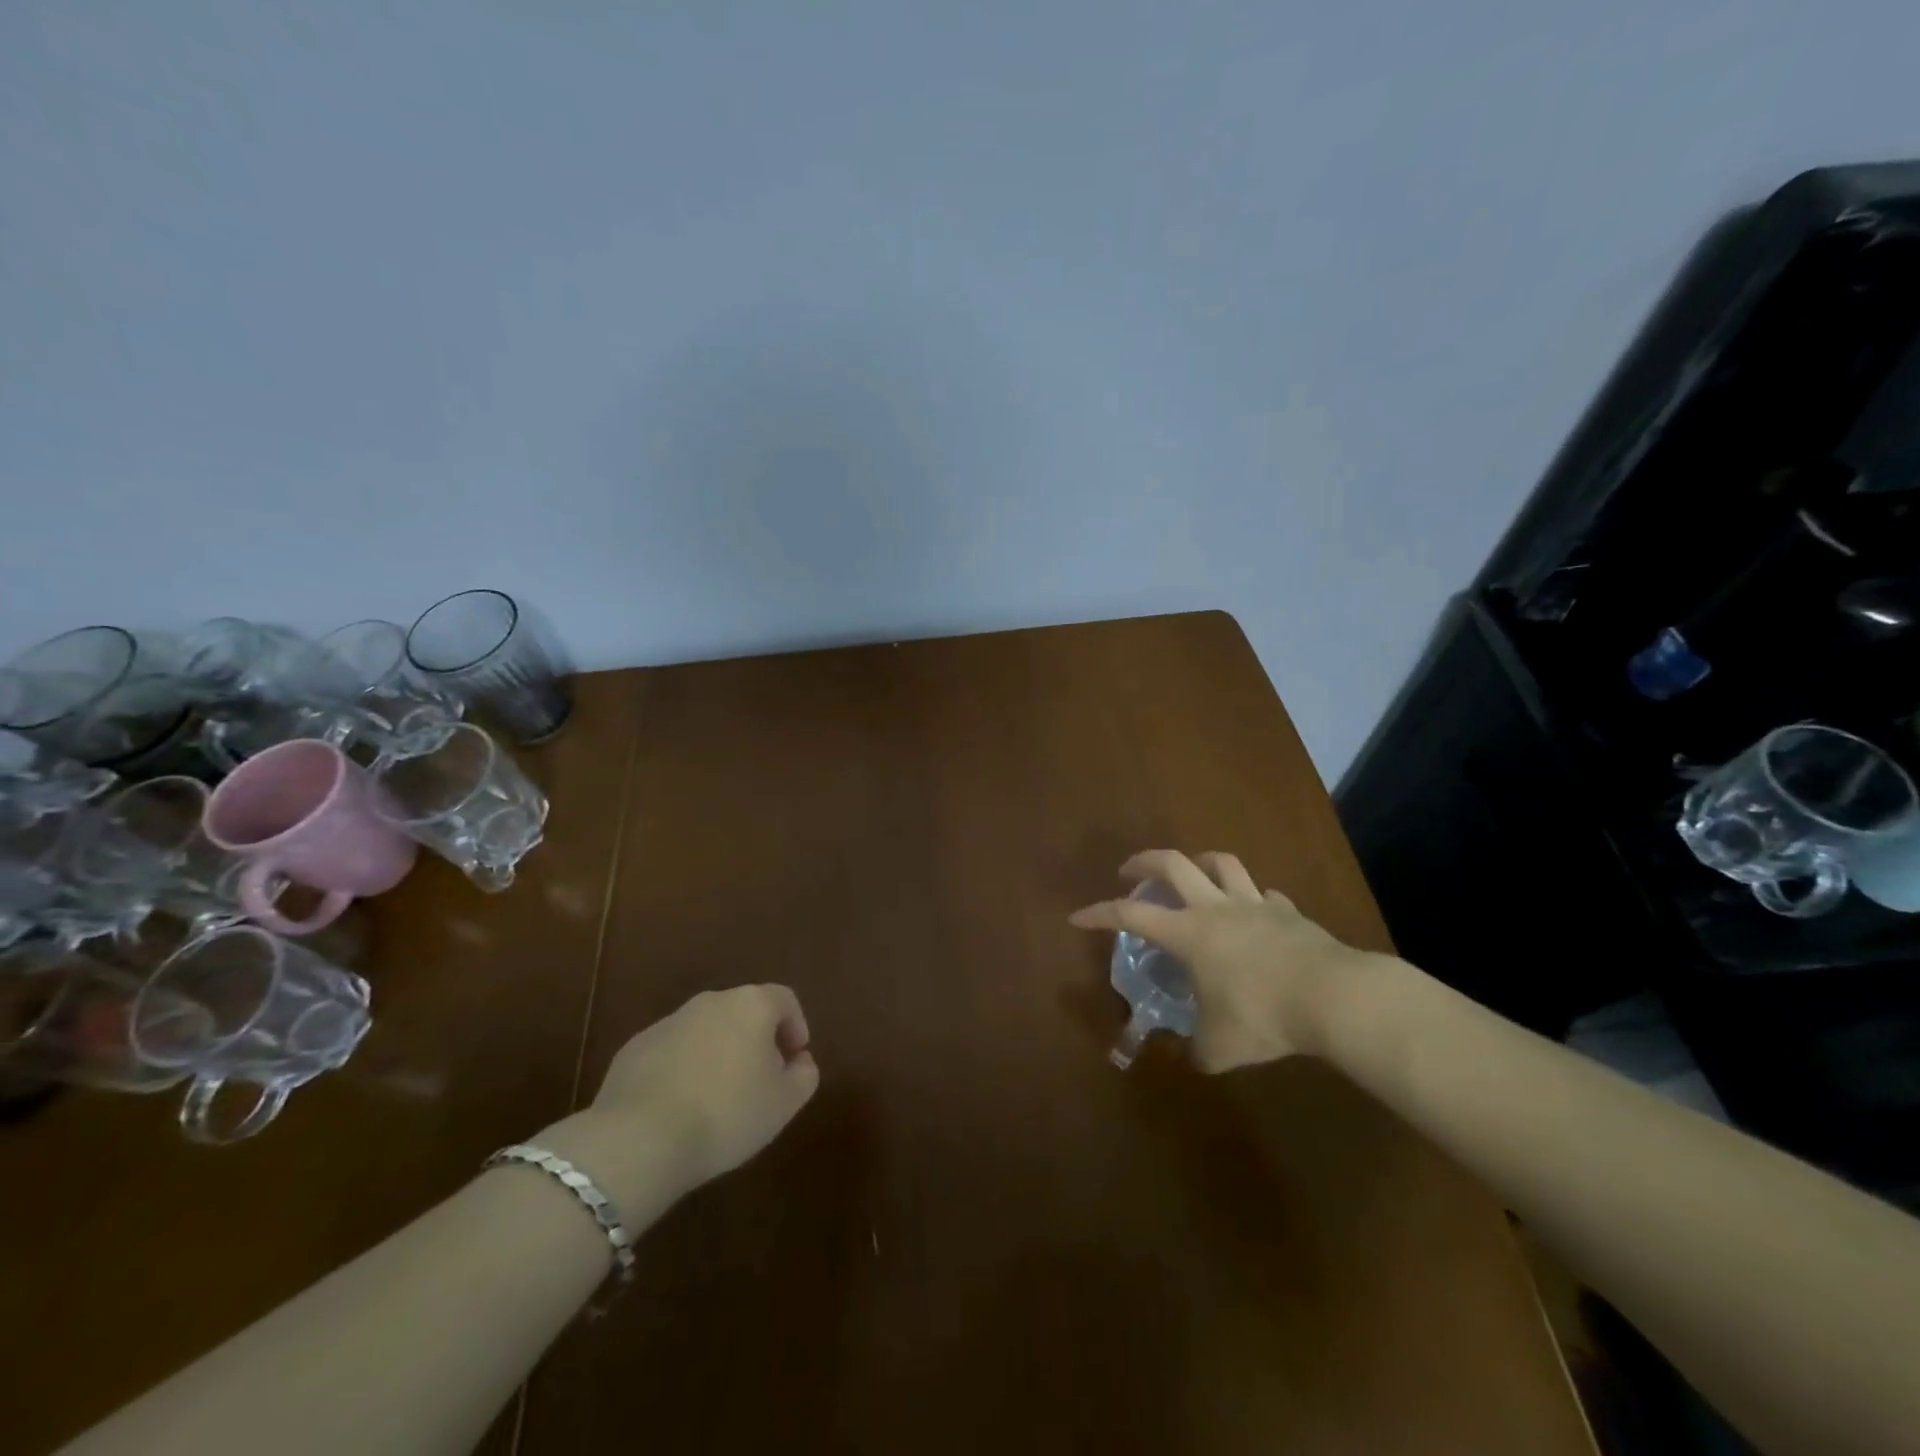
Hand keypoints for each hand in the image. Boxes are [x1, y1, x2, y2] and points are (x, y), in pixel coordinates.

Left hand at [535, 985, 819, 1222]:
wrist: (640, 1139)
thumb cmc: (727, 1115)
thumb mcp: (784, 1103)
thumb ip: (804, 1075)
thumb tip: (800, 1061)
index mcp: (751, 1005)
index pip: (785, 999)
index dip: (796, 1026)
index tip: (795, 1060)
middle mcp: (710, 1001)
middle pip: (743, 1011)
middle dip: (755, 1040)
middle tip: (759, 1080)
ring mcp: (668, 1022)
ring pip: (705, 1031)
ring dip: (717, 1054)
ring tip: (717, 1099)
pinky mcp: (634, 1049)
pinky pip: (671, 1052)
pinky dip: (682, 1069)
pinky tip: (680, 1107)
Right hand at [1070, 849, 1385, 1071]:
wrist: (1334, 996)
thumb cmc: (1263, 1015)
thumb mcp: (1220, 1047)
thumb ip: (1198, 1050)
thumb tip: (1192, 1056)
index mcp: (1188, 933)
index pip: (1131, 914)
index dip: (1100, 913)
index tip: (1078, 916)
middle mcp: (1215, 908)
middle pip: (1173, 864)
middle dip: (1143, 861)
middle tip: (1129, 871)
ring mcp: (1255, 904)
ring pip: (1221, 863)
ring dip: (1199, 862)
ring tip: (1192, 873)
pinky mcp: (1289, 912)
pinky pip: (1264, 894)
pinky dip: (1252, 898)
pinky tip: (1254, 912)